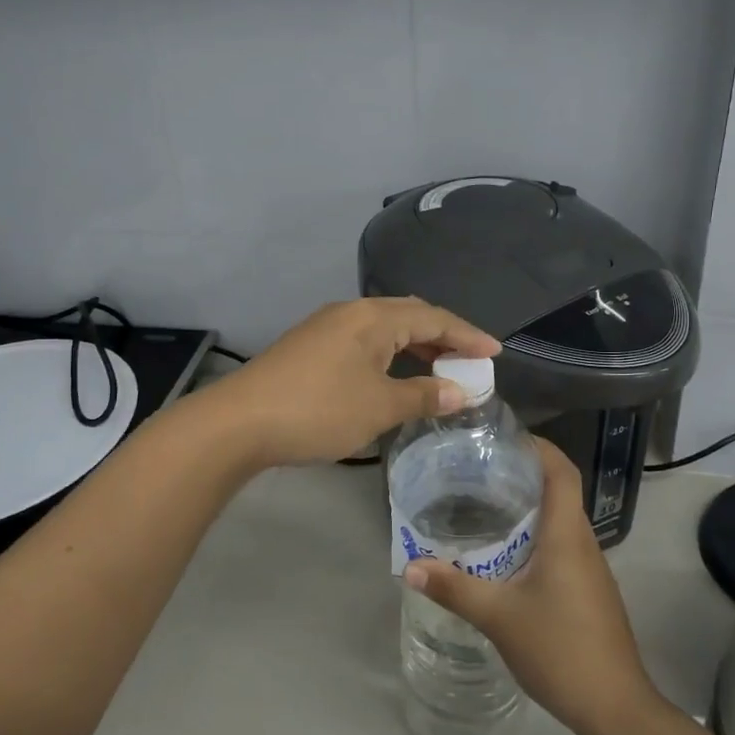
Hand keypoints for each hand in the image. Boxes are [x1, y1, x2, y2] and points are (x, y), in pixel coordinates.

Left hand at [204, 298, 500, 466]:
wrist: (239, 422)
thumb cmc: (318, 410)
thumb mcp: (379, 406)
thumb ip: (423, 396)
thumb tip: (461, 392)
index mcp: (373, 317)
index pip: (433, 318)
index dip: (467, 335)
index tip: (495, 353)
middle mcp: (351, 312)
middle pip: (409, 316)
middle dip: (443, 336)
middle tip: (469, 360)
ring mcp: (326, 328)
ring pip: (384, 329)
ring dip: (414, 347)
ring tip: (439, 370)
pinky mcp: (309, 347)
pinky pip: (364, 342)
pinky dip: (389, 356)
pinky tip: (392, 377)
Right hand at [403, 438, 657, 734]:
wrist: (615, 708)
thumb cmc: (560, 649)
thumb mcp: (499, 617)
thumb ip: (454, 589)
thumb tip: (410, 566)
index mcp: (566, 535)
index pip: (561, 471)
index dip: (539, 447)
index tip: (505, 438)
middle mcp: (583, 542)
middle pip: (558, 492)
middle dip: (522, 476)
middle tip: (478, 472)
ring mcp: (590, 569)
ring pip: (559, 522)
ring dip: (528, 509)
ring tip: (484, 508)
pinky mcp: (589, 592)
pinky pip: (561, 548)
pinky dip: (535, 539)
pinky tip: (506, 558)